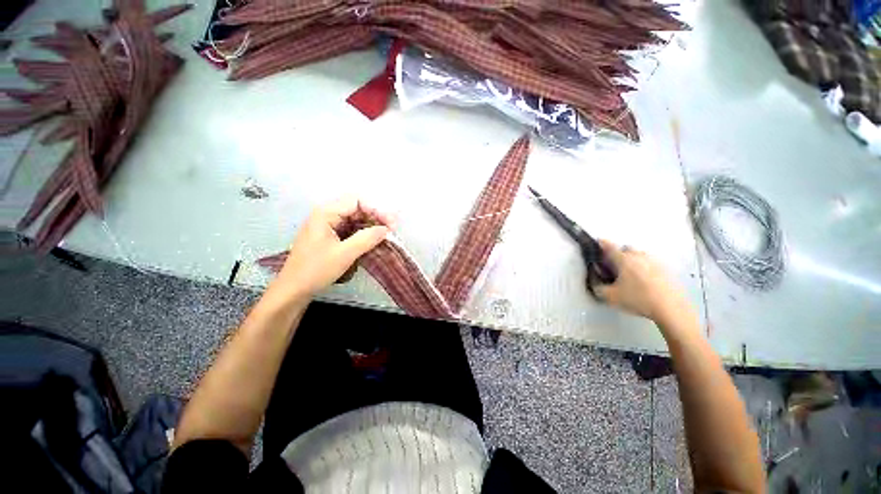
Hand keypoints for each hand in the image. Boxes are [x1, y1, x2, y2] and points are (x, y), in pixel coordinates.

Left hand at [274, 198, 393, 298]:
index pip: (357, 201)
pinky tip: (373, 240)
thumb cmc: (316, 270)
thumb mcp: (344, 254)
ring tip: (385, 235)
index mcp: (326, 213)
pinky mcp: (329, 236)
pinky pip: (350, 228)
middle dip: (375, 217)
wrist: (294, 289)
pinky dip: (363, 233)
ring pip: (355, 218)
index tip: (390, 224)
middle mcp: (326, 215)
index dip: (376, 210)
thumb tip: (386, 229)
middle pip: (356, 208)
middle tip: (391, 230)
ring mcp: (327, 225)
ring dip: (370, 225)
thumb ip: (367, 239)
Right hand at [593, 240, 689, 323]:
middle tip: (613, 264)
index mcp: (623, 259)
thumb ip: (597, 287)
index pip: (609, 246)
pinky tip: (643, 281)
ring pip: (640, 255)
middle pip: (626, 249)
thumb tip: (595, 282)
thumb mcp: (610, 297)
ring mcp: (655, 262)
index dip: (601, 243)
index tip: (597, 242)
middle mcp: (639, 256)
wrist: (671, 309)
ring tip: (629, 274)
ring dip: (633, 260)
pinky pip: (651, 264)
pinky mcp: (667, 271)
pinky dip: (645, 268)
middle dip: (618, 253)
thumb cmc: (639, 299)